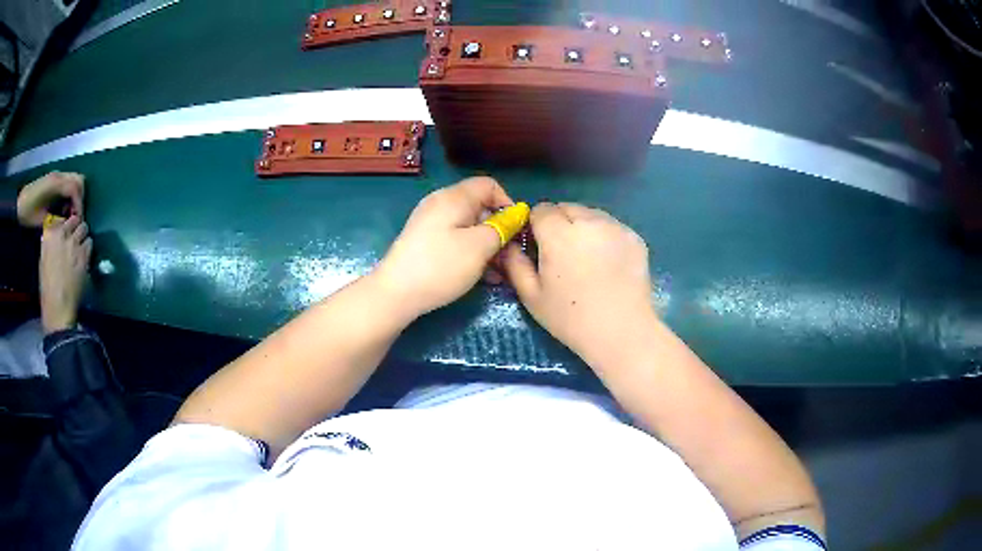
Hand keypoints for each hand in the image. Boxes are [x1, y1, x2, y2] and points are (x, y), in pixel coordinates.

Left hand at [16, 172, 84, 227]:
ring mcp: (56, 176)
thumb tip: (68, 222)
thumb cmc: (29, 214)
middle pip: (79, 180)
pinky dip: (70, 195)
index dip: (79, 205)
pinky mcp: (54, 180)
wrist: (19, 204)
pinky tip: (63, 208)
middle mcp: (59, 176)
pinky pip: (68, 183)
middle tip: (75, 217)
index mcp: (56, 184)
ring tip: (69, 214)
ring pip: (75, 180)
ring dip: (75, 196)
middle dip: (80, 199)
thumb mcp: (42, 220)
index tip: (78, 221)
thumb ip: (57, 218)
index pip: (75, 188)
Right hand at [40, 215, 92, 333]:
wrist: (57, 306)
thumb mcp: (44, 260)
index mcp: (49, 235)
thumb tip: (57, 237)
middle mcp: (61, 234)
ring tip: (81, 248)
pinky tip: (85, 258)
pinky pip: (90, 243)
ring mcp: (73, 242)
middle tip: (76, 239)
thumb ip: (50, 244)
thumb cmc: (48, 288)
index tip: (67, 233)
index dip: (66, 227)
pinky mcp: (83, 253)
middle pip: (75, 220)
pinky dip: (88, 249)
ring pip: (84, 228)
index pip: (62, 219)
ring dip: (83, 237)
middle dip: (76, 228)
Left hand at [375, 177, 514, 317]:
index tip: (517, 230)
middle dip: (499, 229)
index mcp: (454, 197)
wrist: (395, 294)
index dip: (508, 204)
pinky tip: (481, 275)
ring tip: (499, 272)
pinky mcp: (424, 242)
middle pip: (479, 206)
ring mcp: (430, 223)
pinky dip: (471, 252)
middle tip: (511, 256)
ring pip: (468, 227)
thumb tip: (515, 215)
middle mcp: (440, 204)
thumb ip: (501, 228)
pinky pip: (455, 239)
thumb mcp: (479, 247)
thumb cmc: (440, 266)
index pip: (489, 185)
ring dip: (487, 246)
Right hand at [502, 203, 656, 364]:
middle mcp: (588, 221)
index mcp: (558, 234)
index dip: (536, 225)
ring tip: (586, 257)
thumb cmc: (571, 318)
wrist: (622, 332)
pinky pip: (611, 226)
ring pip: (591, 214)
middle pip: (566, 207)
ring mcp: (615, 227)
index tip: (539, 246)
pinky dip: (604, 236)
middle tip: (563, 253)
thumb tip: (509, 244)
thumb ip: (514, 263)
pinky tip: (607, 263)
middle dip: (560, 223)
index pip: (541, 209)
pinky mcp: (634, 237)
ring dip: (583, 226)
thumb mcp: (531, 296)